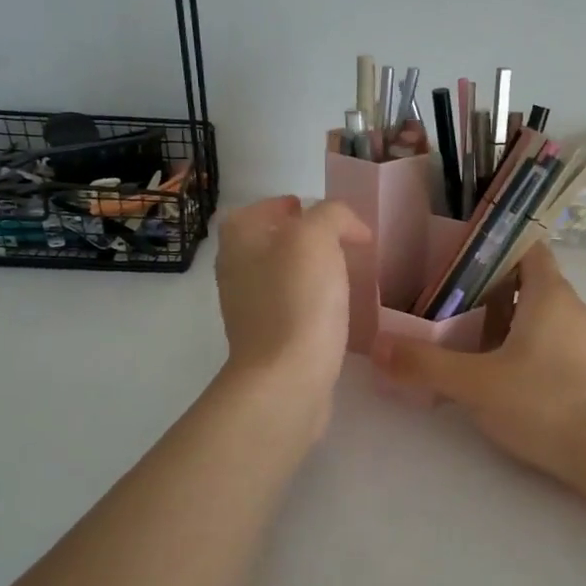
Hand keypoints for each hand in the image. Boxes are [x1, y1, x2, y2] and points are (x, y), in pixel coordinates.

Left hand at [215, 196, 370, 427]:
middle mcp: (237, 273)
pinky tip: (339, 310)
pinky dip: (313, 304)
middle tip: (341, 242)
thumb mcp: (316, 237)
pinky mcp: (269, 342)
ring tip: (346, 274)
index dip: (288, 206)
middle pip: (269, 243)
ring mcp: (249, 310)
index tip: (322, 215)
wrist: (287, 379)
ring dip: (310, 273)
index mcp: (239, 242)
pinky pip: (293, 310)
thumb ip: (332, 215)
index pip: (258, 209)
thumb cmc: (298, 300)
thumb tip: (349, 228)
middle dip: (303, 239)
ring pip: (282, 278)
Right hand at [371, 243, 585, 483]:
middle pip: (527, 281)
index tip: (456, 255)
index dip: (494, 244)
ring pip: (538, 315)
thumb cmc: (544, 402)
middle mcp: (572, 308)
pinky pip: (550, 342)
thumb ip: (424, 364)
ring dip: (503, 320)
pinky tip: (496, 372)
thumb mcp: (476, 383)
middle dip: (487, 287)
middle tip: (444, 299)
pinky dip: (522, 346)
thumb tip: (377, 347)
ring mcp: (585, 340)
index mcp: (550, 294)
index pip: (526, 247)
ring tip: (462, 336)